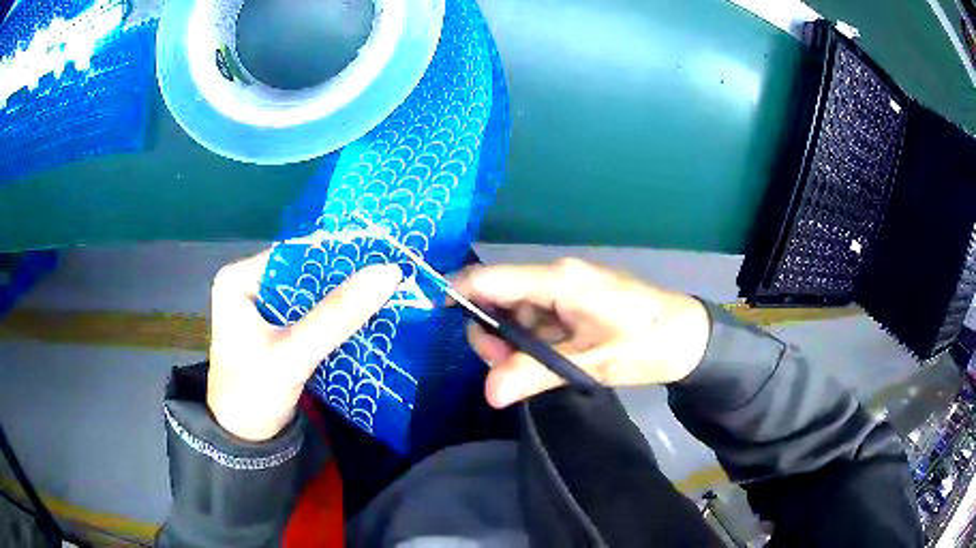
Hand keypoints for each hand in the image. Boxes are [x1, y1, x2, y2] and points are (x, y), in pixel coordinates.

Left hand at [207, 251, 401, 440]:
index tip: (381, 256)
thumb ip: (337, 315)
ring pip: (311, 295)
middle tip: (390, 275)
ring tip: (385, 291)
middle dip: (343, 279)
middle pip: (304, 274)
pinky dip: (335, 318)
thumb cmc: (255, 393)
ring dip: (343, 299)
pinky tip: (365, 317)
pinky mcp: (276, 331)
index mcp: (239, 279)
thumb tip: (389, 272)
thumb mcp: (294, 353)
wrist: (246, 443)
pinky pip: (311, 315)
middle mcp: (250, 286)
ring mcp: (263, 309)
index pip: (295, 255)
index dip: (338, 255)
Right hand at [453, 258, 709, 407]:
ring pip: (515, 310)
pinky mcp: (572, 301)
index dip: (457, 293)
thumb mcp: (590, 364)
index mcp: (559, 280)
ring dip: (510, 341)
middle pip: (498, 295)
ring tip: (527, 371)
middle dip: (491, 332)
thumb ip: (535, 374)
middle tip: (504, 369)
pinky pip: (535, 317)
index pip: (491, 278)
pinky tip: (542, 361)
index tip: (432, 314)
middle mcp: (555, 276)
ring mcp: (564, 288)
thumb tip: (488, 393)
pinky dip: (529, 340)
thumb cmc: (646, 343)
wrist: (687, 336)